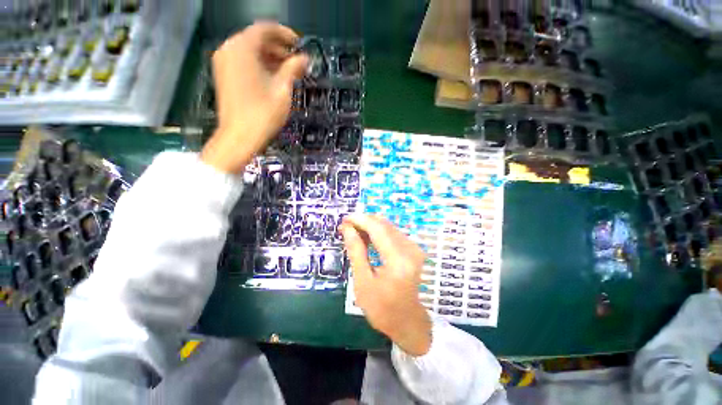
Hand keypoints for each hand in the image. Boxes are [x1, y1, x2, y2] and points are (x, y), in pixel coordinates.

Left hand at [201, 22, 307, 173]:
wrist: (239, 137)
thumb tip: (304, 58)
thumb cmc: (263, 114)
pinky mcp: (224, 75)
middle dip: (278, 48)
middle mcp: (229, 49)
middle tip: (297, 62)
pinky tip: (273, 77)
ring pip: (250, 51)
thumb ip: (293, 69)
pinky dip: (259, 65)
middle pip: (256, 39)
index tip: (300, 45)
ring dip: (270, 57)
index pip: (265, 29)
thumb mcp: (282, 90)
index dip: (285, 35)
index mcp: (242, 48)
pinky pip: (244, 61)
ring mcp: (224, 62)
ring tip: (289, 71)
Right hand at [341, 214, 431, 356]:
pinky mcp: (413, 249)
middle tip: (346, 227)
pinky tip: (367, 238)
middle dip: (363, 221)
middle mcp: (410, 249)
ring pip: (388, 226)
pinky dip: (378, 232)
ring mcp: (414, 248)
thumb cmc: (382, 308)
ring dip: (370, 226)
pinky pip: (393, 233)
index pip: (377, 229)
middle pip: (384, 224)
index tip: (344, 219)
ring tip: (354, 233)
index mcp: (398, 260)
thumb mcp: (363, 282)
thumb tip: (347, 228)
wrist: (407, 321)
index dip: (360, 220)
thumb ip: (356, 252)